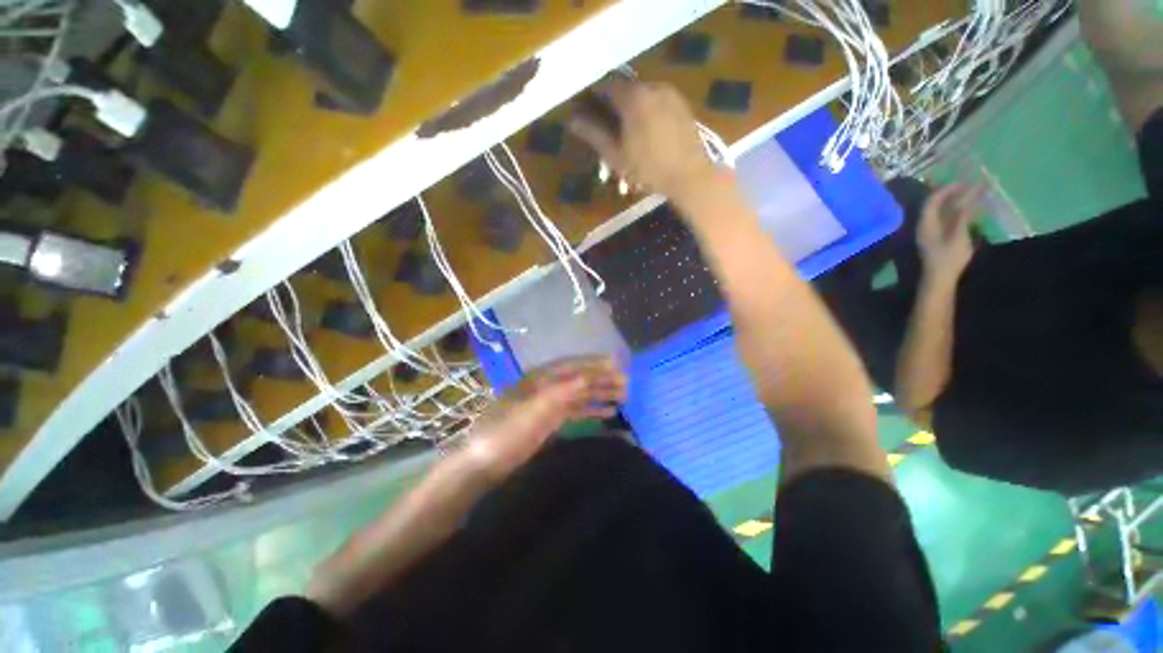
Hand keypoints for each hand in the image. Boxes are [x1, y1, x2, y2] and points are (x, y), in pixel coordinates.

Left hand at [458, 356, 627, 481]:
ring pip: (580, 394)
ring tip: (624, 396)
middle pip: (579, 379)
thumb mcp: (532, 411)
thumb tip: (585, 377)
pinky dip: (592, 410)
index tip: (616, 363)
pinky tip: (608, 413)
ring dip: (600, 393)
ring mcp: (549, 404)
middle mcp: (546, 387)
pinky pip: (576, 411)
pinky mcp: (550, 421)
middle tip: (626, 383)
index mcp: (540, 379)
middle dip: (602, 379)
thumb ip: (559, 393)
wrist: (484, 463)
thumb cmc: (506, 433)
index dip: (594, 363)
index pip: (572, 366)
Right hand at [569, 79, 716, 206]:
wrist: (690, 176)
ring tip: (625, 135)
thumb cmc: (648, 169)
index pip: (605, 84)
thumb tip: (572, 120)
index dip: (591, 96)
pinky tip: (645, 135)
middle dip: (611, 105)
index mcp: (633, 96)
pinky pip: (657, 102)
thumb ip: (594, 134)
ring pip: (642, 96)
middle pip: (624, 89)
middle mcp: (652, 86)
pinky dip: (646, 112)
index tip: (584, 110)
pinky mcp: (681, 105)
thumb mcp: (616, 155)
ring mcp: (670, 94)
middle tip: (605, 127)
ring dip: (629, 110)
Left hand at [917, 183, 982, 283]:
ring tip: (972, 195)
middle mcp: (924, 226)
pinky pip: (945, 220)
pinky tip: (968, 211)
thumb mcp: (958, 234)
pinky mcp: (936, 240)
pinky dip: (956, 213)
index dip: (947, 189)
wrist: (939, 279)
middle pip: (936, 205)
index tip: (963, 182)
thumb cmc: (948, 257)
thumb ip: (961, 215)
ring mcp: (929, 233)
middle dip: (952, 194)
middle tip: (970, 186)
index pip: (932, 201)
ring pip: (941, 212)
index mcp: (925, 223)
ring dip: (955, 203)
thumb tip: (967, 196)